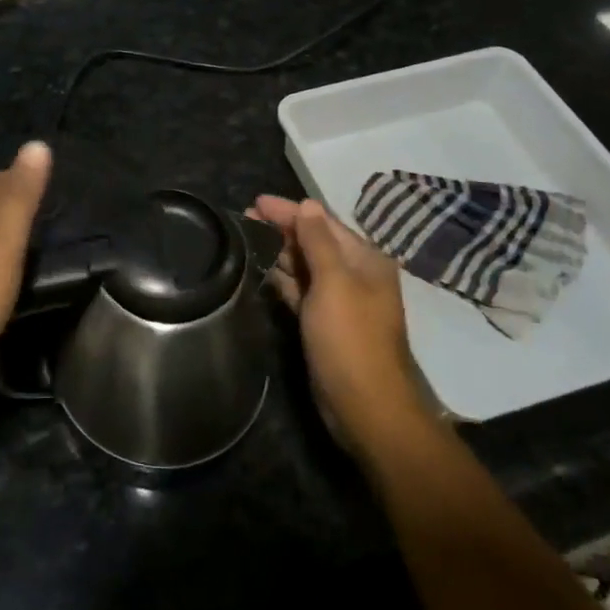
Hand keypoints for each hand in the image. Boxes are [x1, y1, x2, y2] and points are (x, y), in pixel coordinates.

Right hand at [249, 195, 440, 449]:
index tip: (255, 202)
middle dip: (282, 229)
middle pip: (314, 242)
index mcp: (365, 260)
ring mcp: (340, 301)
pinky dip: (283, 280)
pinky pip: (301, 291)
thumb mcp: (334, 283)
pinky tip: (259, 271)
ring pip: (306, 267)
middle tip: (243, 219)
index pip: (323, 223)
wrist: (366, 407)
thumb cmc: (350, 339)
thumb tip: (307, 204)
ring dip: (279, 252)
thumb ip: (318, 242)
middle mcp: (355, 275)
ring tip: (244, 240)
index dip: (290, 210)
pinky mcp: (324, 324)